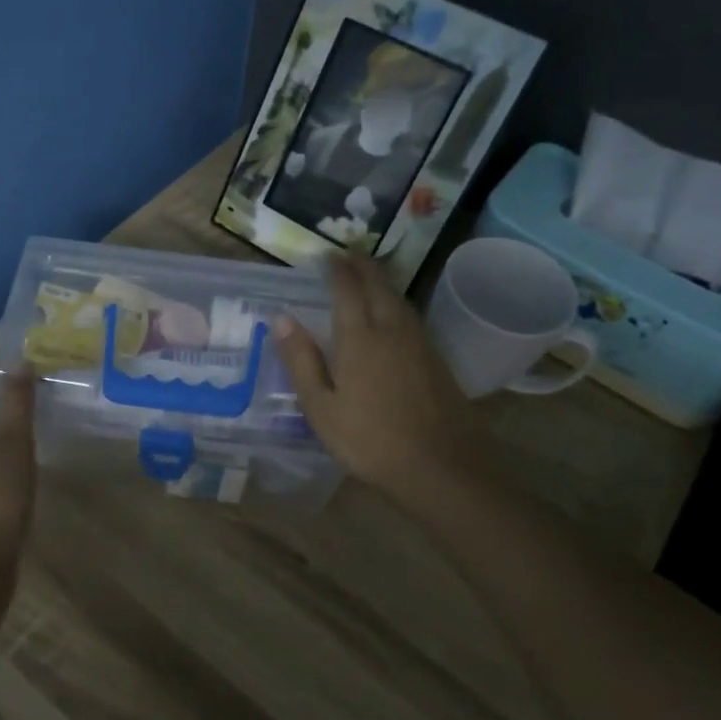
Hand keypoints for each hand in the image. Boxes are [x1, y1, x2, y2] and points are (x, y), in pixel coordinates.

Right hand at [275, 252, 480, 492]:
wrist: (439, 466)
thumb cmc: (369, 440)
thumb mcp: (320, 406)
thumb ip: (301, 360)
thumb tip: (281, 318)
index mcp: (359, 338)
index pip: (347, 289)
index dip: (337, 269)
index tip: (327, 255)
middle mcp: (391, 329)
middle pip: (378, 285)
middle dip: (363, 265)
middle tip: (349, 253)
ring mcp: (419, 343)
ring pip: (398, 299)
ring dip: (382, 281)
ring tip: (369, 275)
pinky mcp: (436, 359)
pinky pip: (411, 316)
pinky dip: (396, 302)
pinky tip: (393, 314)